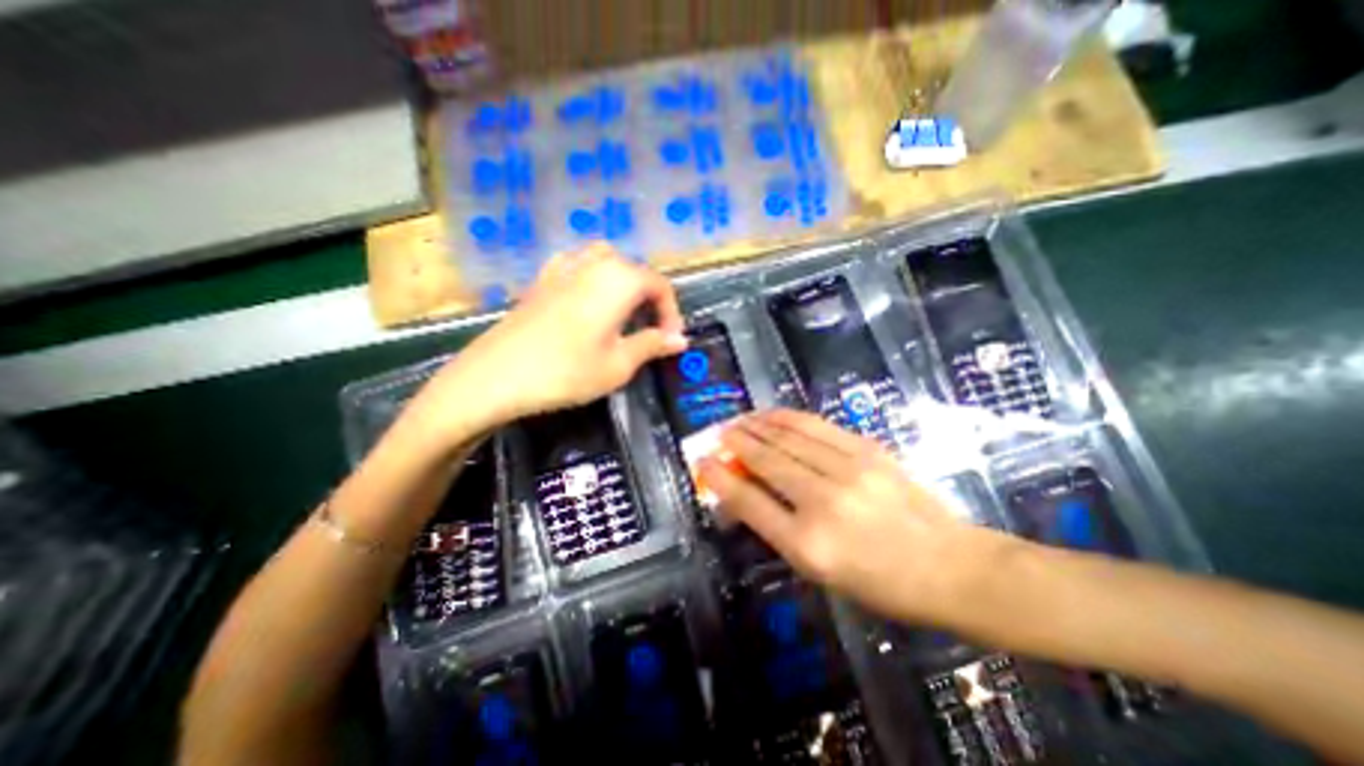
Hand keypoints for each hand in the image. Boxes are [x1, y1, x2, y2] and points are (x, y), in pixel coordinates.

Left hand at [401, 244, 681, 438]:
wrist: (497, 377)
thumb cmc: (567, 372)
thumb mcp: (619, 364)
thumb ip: (652, 345)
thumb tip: (680, 340)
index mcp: (619, 280)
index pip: (659, 286)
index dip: (671, 313)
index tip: (670, 341)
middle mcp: (593, 263)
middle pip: (634, 270)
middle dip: (649, 299)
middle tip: (649, 330)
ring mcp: (563, 267)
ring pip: (606, 262)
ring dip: (623, 284)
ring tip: (623, 313)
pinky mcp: (541, 280)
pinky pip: (578, 266)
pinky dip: (593, 279)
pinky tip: (588, 302)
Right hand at [696, 411, 997, 623]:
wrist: (950, 565)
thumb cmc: (879, 581)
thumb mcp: (819, 569)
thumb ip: (778, 527)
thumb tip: (744, 490)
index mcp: (808, 544)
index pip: (750, 501)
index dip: (720, 478)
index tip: (703, 461)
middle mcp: (823, 502)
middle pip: (767, 461)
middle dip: (737, 442)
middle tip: (719, 433)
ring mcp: (848, 470)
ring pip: (789, 437)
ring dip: (758, 425)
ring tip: (741, 420)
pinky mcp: (867, 450)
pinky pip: (816, 426)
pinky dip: (788, 418)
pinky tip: (773, 415)